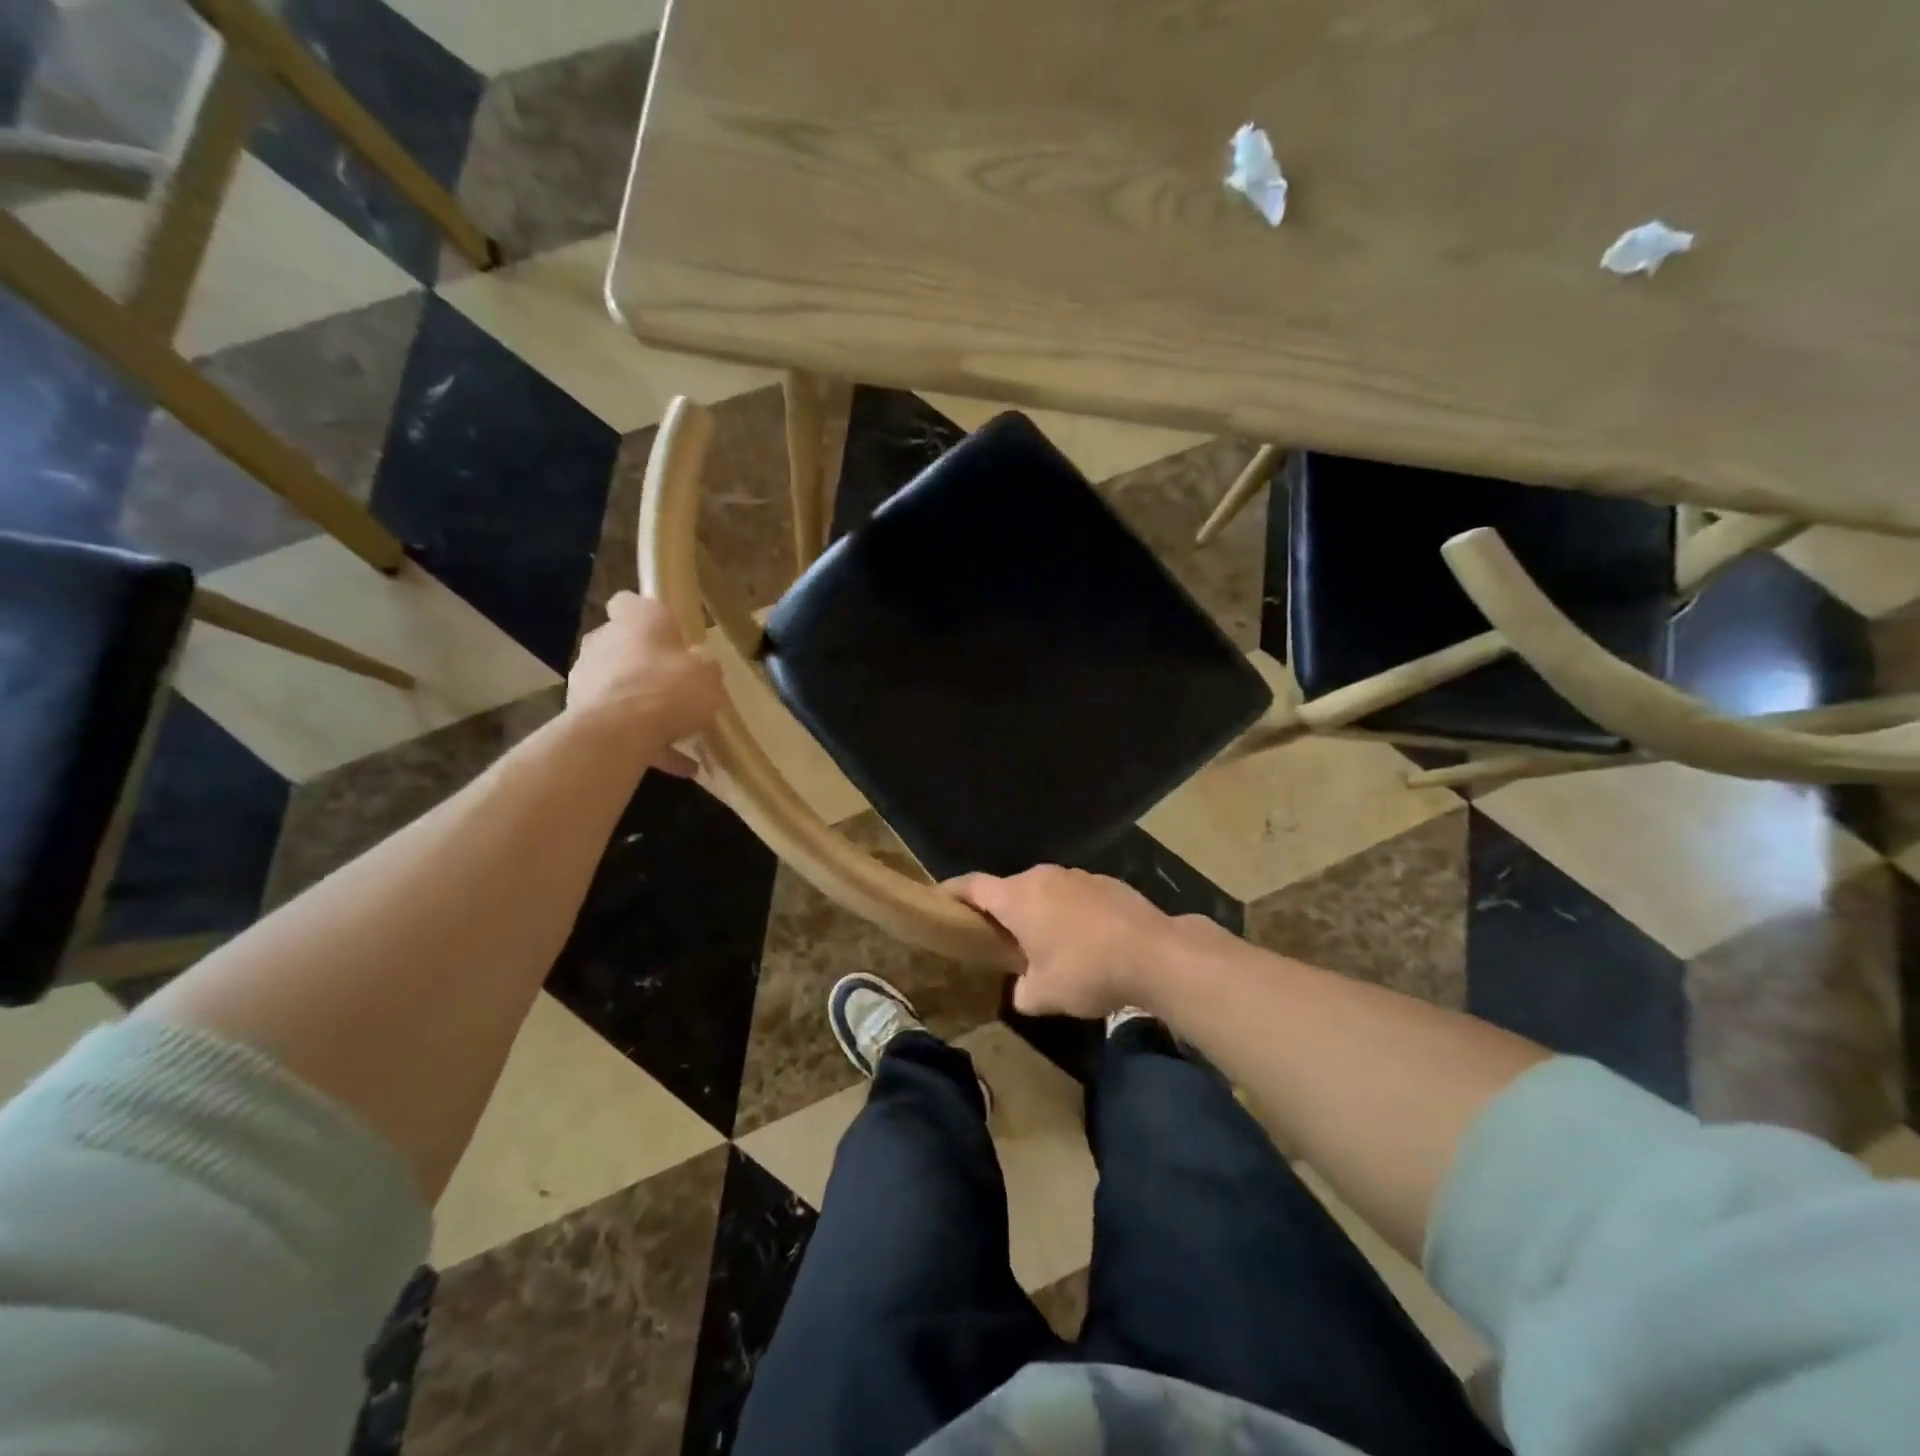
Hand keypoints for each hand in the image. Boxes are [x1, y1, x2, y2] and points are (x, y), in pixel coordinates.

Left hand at [568, 593, 722, 776]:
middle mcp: (604, 641)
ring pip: (619, 687)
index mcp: (636, 620)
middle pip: (623, 646)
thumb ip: (704, 667)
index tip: (669, 634)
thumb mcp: (709, 674)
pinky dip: (648, 743)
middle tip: (676, 686)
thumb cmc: (669, 687)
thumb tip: (699, 667)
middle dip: (645, 664)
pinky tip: (682, 766)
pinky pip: (621, 725)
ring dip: (643, 704)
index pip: (630, 602)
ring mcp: (586, 679)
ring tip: (680, 732)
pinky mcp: (581, 715)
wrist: (619, 732)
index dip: (649, 616)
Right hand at [947, 866, 1200, 1018]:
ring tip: (1048, 944)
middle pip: (1010, 889)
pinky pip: (1075, 895)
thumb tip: (1022, 988)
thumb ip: (1021, 990)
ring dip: (1040, 912)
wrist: (1155, 954)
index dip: (953, 892)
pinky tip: (1087, 941)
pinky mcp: (1107, 883)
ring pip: (1046, 891)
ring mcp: (1078, 876)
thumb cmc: (1087, 971)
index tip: (939, 898)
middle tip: (1001, 939)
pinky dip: (1071, 913)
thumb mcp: (1044, 995)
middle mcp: (1044, 877)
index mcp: (1017, 898)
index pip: (973, 886)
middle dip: (1003, 911)